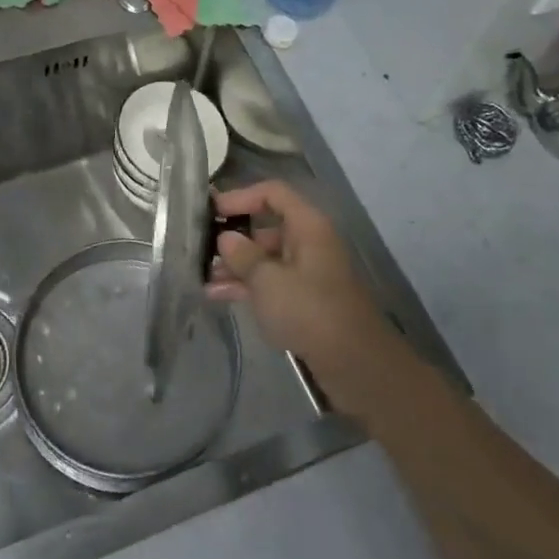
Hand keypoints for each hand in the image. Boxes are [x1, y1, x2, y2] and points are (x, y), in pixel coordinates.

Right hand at [207, 181, 394, 380]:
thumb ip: (243, 255)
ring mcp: (308, 273)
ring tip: (203, 277)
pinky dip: (248, 287)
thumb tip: (226, 238)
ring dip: (236, 266)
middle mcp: (309, 242)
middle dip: (234, 237)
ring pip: (266, 258)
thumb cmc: (310, 310)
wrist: (356, 365)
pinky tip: (218, 296)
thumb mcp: (267, 281)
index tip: (212, 211)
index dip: (241, 196)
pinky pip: (272, 283)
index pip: (272, 193)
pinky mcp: (305, 301)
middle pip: (267, 227)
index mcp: (307, 226)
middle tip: (201, 247)